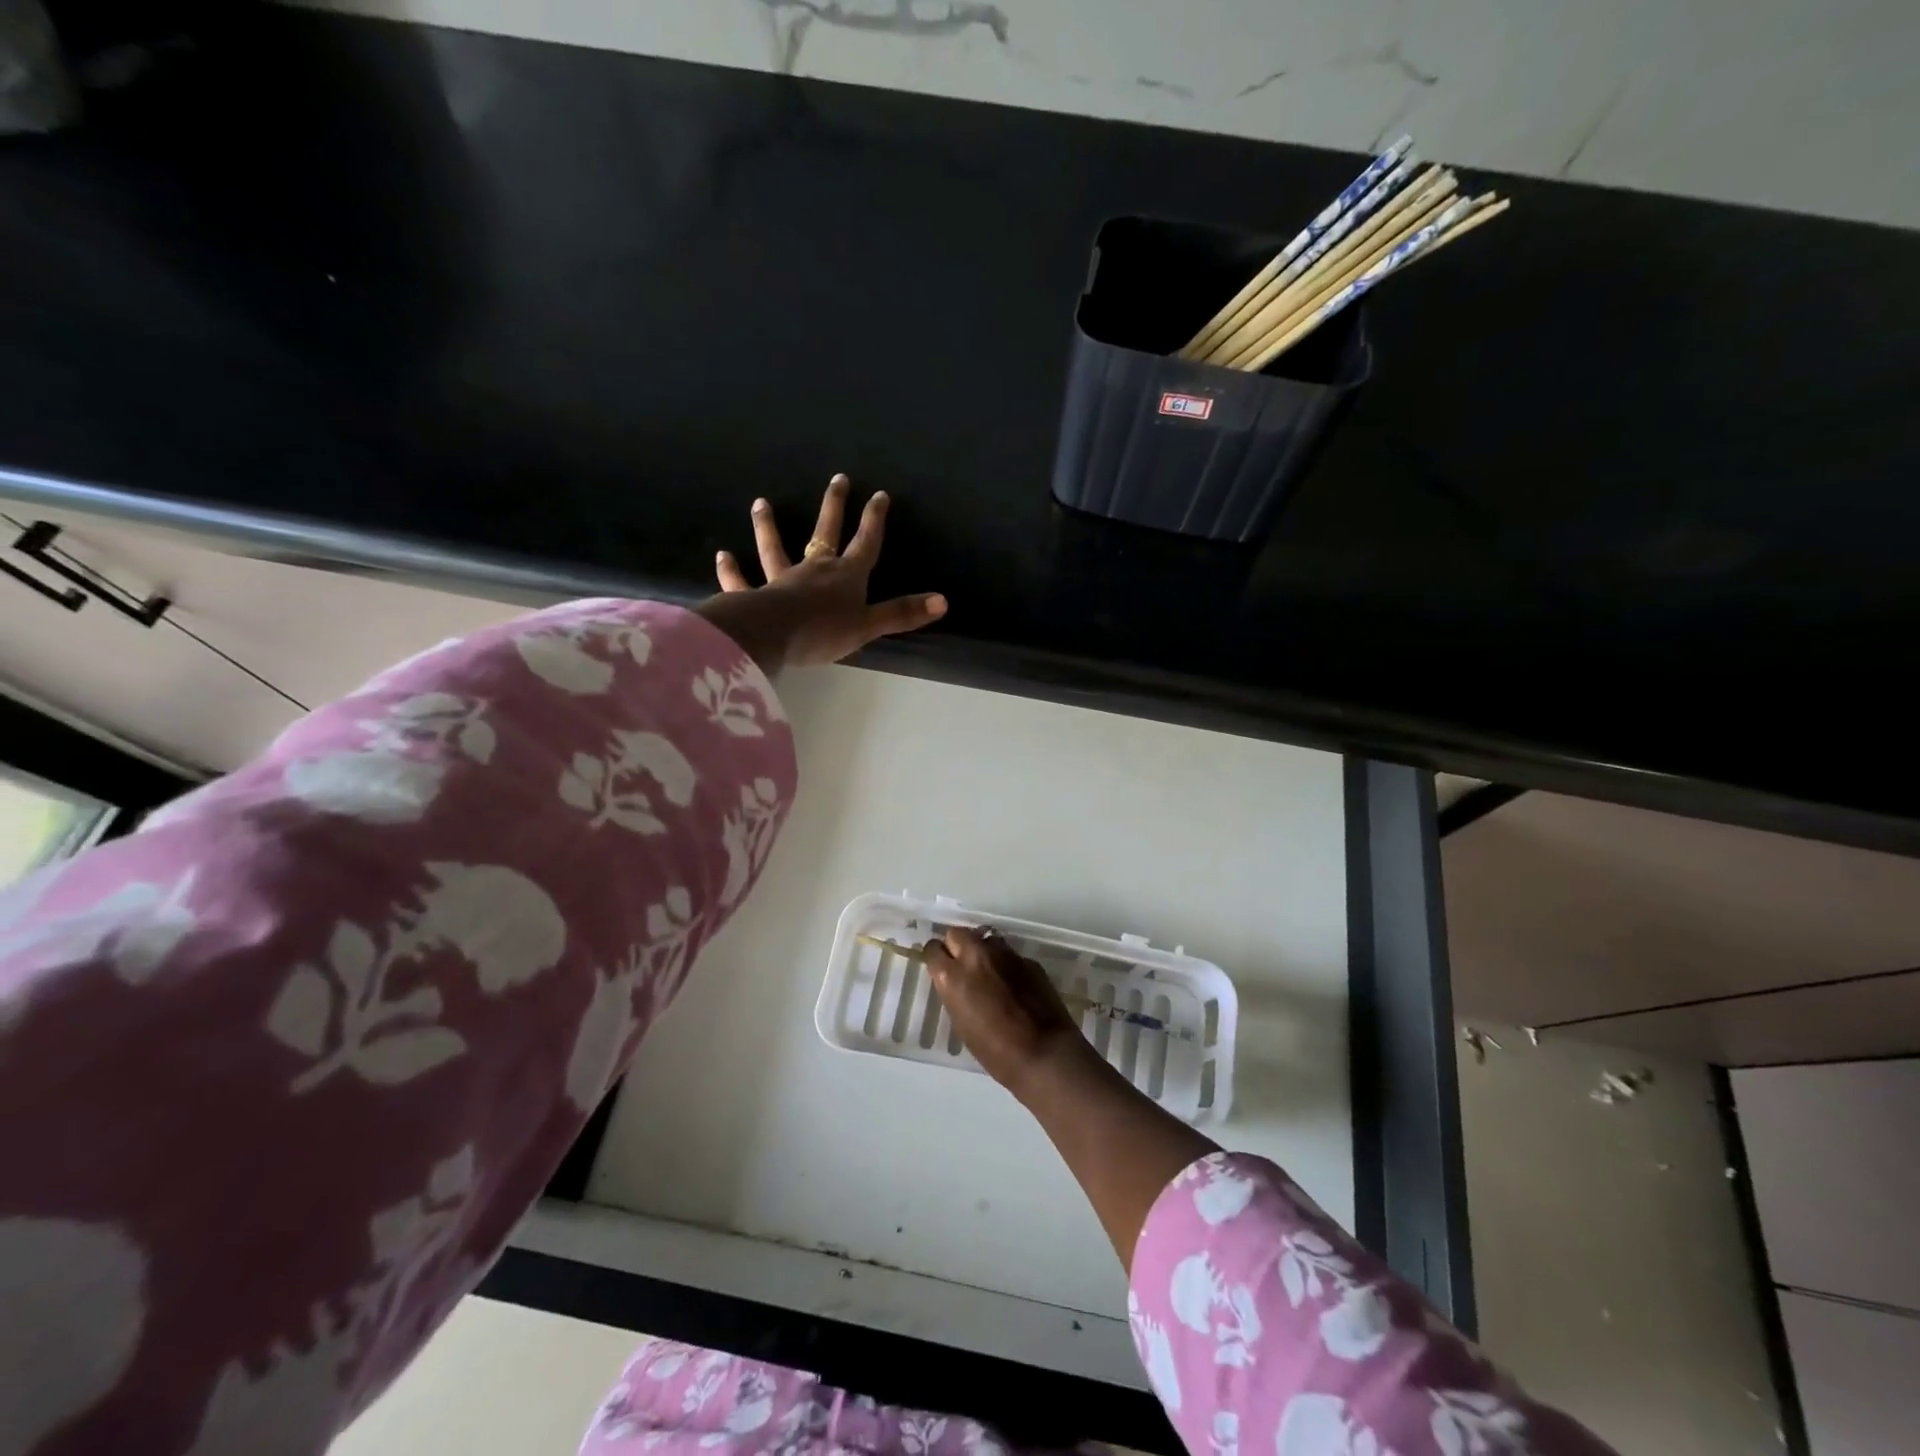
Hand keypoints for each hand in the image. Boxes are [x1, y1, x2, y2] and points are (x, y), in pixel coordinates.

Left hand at [700, 474, 946, 672]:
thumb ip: (901, 614)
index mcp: (846, 577)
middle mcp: (815, 570)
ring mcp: (782, 580)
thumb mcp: (868, 626)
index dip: (874, 520)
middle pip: (825, 533)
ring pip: (775, 549)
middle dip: (834, 507)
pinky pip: (742, 582)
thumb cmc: (824, 631)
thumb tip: (943, 601)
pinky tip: (722, 556)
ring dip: (768, 527)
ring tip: (760, 503)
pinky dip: (732, 571)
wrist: (775, 636)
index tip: (879, 494)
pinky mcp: (755, 597)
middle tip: (837, 479)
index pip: (865, 544)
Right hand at [924, 928, 1093, 1099]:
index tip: (940, 967)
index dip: (936, 957)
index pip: (933, 949)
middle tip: (963, 966)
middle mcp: (976, 955)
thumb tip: (958, 981)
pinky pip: (1009, 954)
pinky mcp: (1028, 960)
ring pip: (985, 938)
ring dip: (982, 951)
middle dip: (957, 946)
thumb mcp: (960, 1022)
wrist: (1043, 1053)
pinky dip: (1006, 964)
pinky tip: (1013, 984)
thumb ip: (954, 992)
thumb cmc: (994, 1050)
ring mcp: (1005, 954)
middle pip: (958, 933)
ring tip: (989, 972)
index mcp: (952, 975)